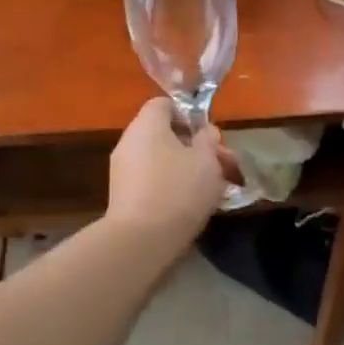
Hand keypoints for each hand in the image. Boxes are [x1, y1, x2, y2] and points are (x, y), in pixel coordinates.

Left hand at [106, 98, 238, 240]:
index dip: (188, 114)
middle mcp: (129, 141)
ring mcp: (122, 170)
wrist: (140, 241)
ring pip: (160, 159)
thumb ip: (209, 141)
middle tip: (221, 165)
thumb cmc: (179, 190)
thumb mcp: (207, 161)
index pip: (164, 104)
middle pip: (163, 134)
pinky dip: (170, 186)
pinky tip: (191, 205)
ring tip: (213, 189)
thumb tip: (204, 132)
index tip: (207, 135)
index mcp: (147, 124)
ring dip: (185, 168)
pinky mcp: (122, 196)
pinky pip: (151, 180)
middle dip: (194, 147)